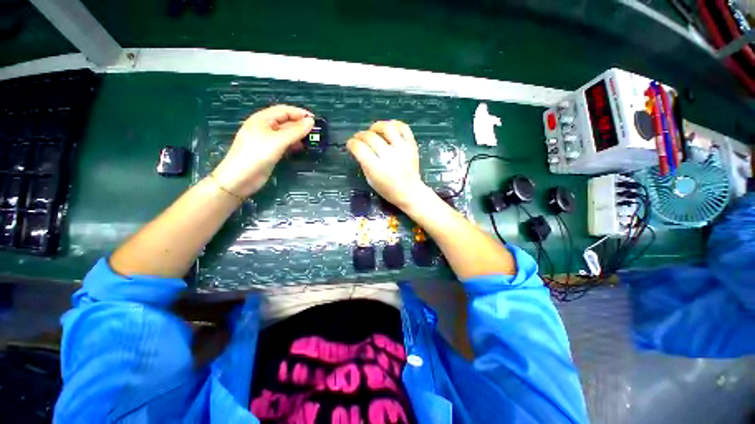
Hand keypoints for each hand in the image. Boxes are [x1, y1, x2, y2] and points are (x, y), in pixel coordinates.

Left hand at [212, 105, 313, 197]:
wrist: (240, 178)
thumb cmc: (257, 155)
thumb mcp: (278, 141)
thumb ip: (295, 131)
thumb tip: (311, 121)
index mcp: (262, 119)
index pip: (284, 110)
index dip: (300, 113)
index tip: (315, 120)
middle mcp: (264, 127)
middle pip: (285, 121)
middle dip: (300, 124)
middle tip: (315, 132)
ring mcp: (266, 140)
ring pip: (285, 133)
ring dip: (298, 135)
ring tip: (311, 140)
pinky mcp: (269, 151)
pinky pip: (283, 143)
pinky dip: (293, 144)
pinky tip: (300, 148)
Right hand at [347, 121, 429, 209]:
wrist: (410, 192)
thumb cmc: (388, 190)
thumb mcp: (370, 180)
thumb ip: (363, 163)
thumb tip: (358, 148)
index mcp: (377, 169)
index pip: (360, 148)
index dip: (351, 144)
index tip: (350, 144)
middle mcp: (390, 157)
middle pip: (370, 137)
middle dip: (360, 135)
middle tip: (358, 138)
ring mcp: (402, 149)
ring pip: (387, 128)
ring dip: (376, 126)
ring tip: (373, 131)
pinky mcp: (412, 146)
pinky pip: (403, 127)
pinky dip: (394, 124)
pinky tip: (388, 129)